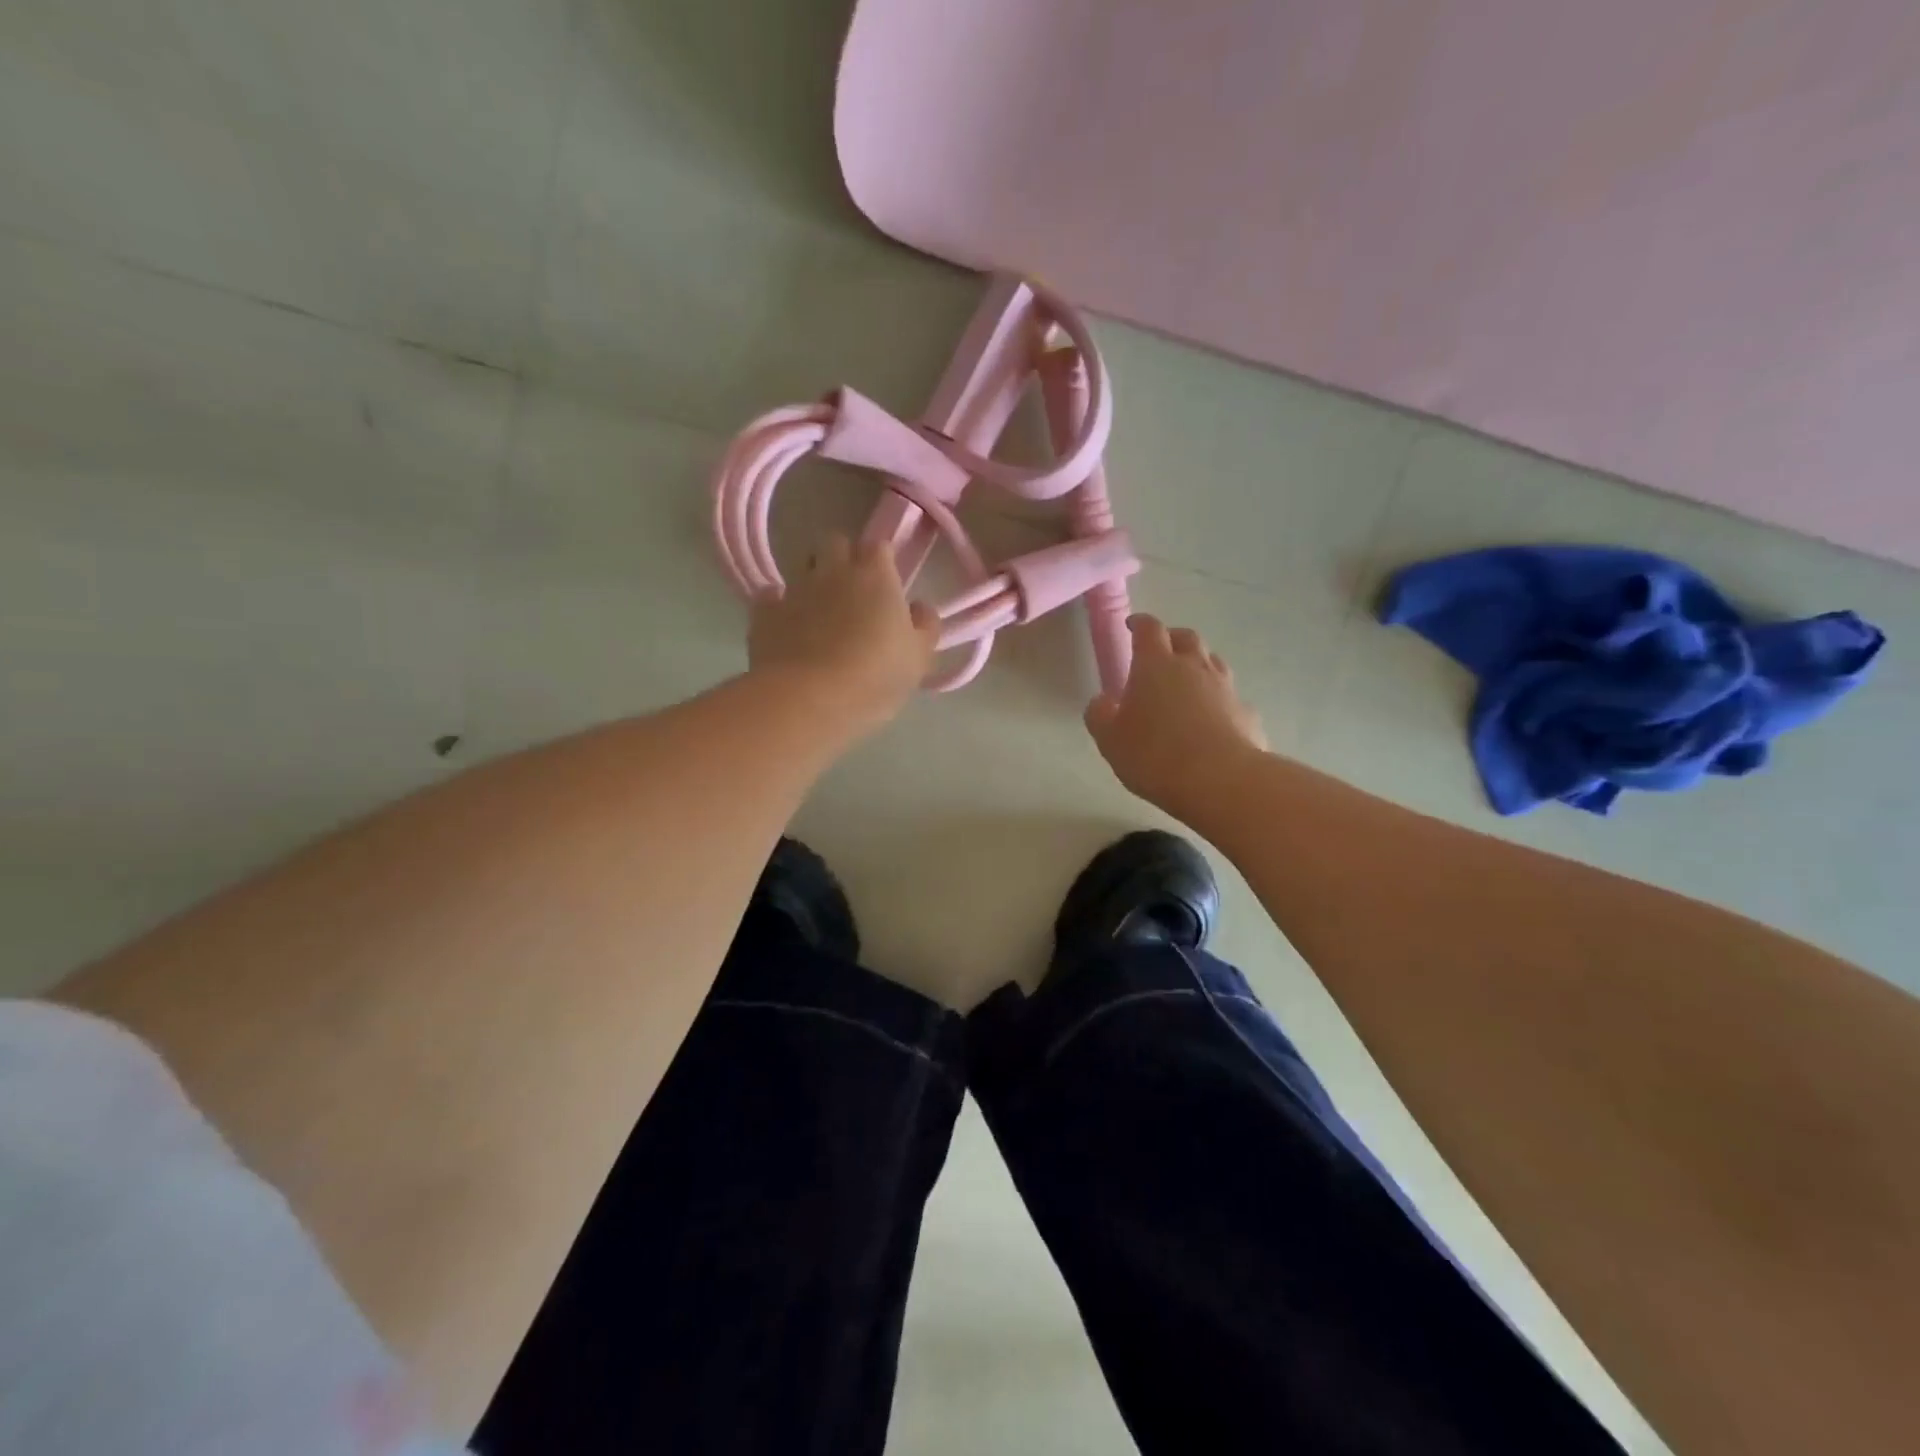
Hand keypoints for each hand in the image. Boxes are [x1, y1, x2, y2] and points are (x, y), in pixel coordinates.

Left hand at [748, 533, 940, 735]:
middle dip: (844, 559)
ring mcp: (795, 589)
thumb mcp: (919, 658)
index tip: (887, 584)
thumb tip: (919, 607)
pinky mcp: (764, 613)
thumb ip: (925, 626)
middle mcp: (833, 571)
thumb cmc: (875, 676)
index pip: (879, 546)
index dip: (882, 562)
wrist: (808, 700)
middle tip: (853, 593)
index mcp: (875, 575)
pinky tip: (788, 626)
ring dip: (813, 580)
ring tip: (821, 611)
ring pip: (803, 566)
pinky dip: (779, 606)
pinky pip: (771, 598)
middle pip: (837, 544)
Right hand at [1086, 615, 1267, 817]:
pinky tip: (1213, 720)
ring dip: (1199, 665)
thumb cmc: (1155, 755)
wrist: (1221, 781)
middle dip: (1172, 638)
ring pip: (1213, 662)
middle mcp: (1194, 667)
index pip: (1149, 629)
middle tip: (1161, 652)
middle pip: (1186, 637)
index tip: (1132, 626)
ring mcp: (1226, 688)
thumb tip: (1102, 701)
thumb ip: (1100, 715)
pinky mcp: (1247, 713)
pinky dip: (1219, 701)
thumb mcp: (1110, 740)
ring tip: (1187, 683)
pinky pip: (1231, 697)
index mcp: (1156, 665)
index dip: (1139, 624)